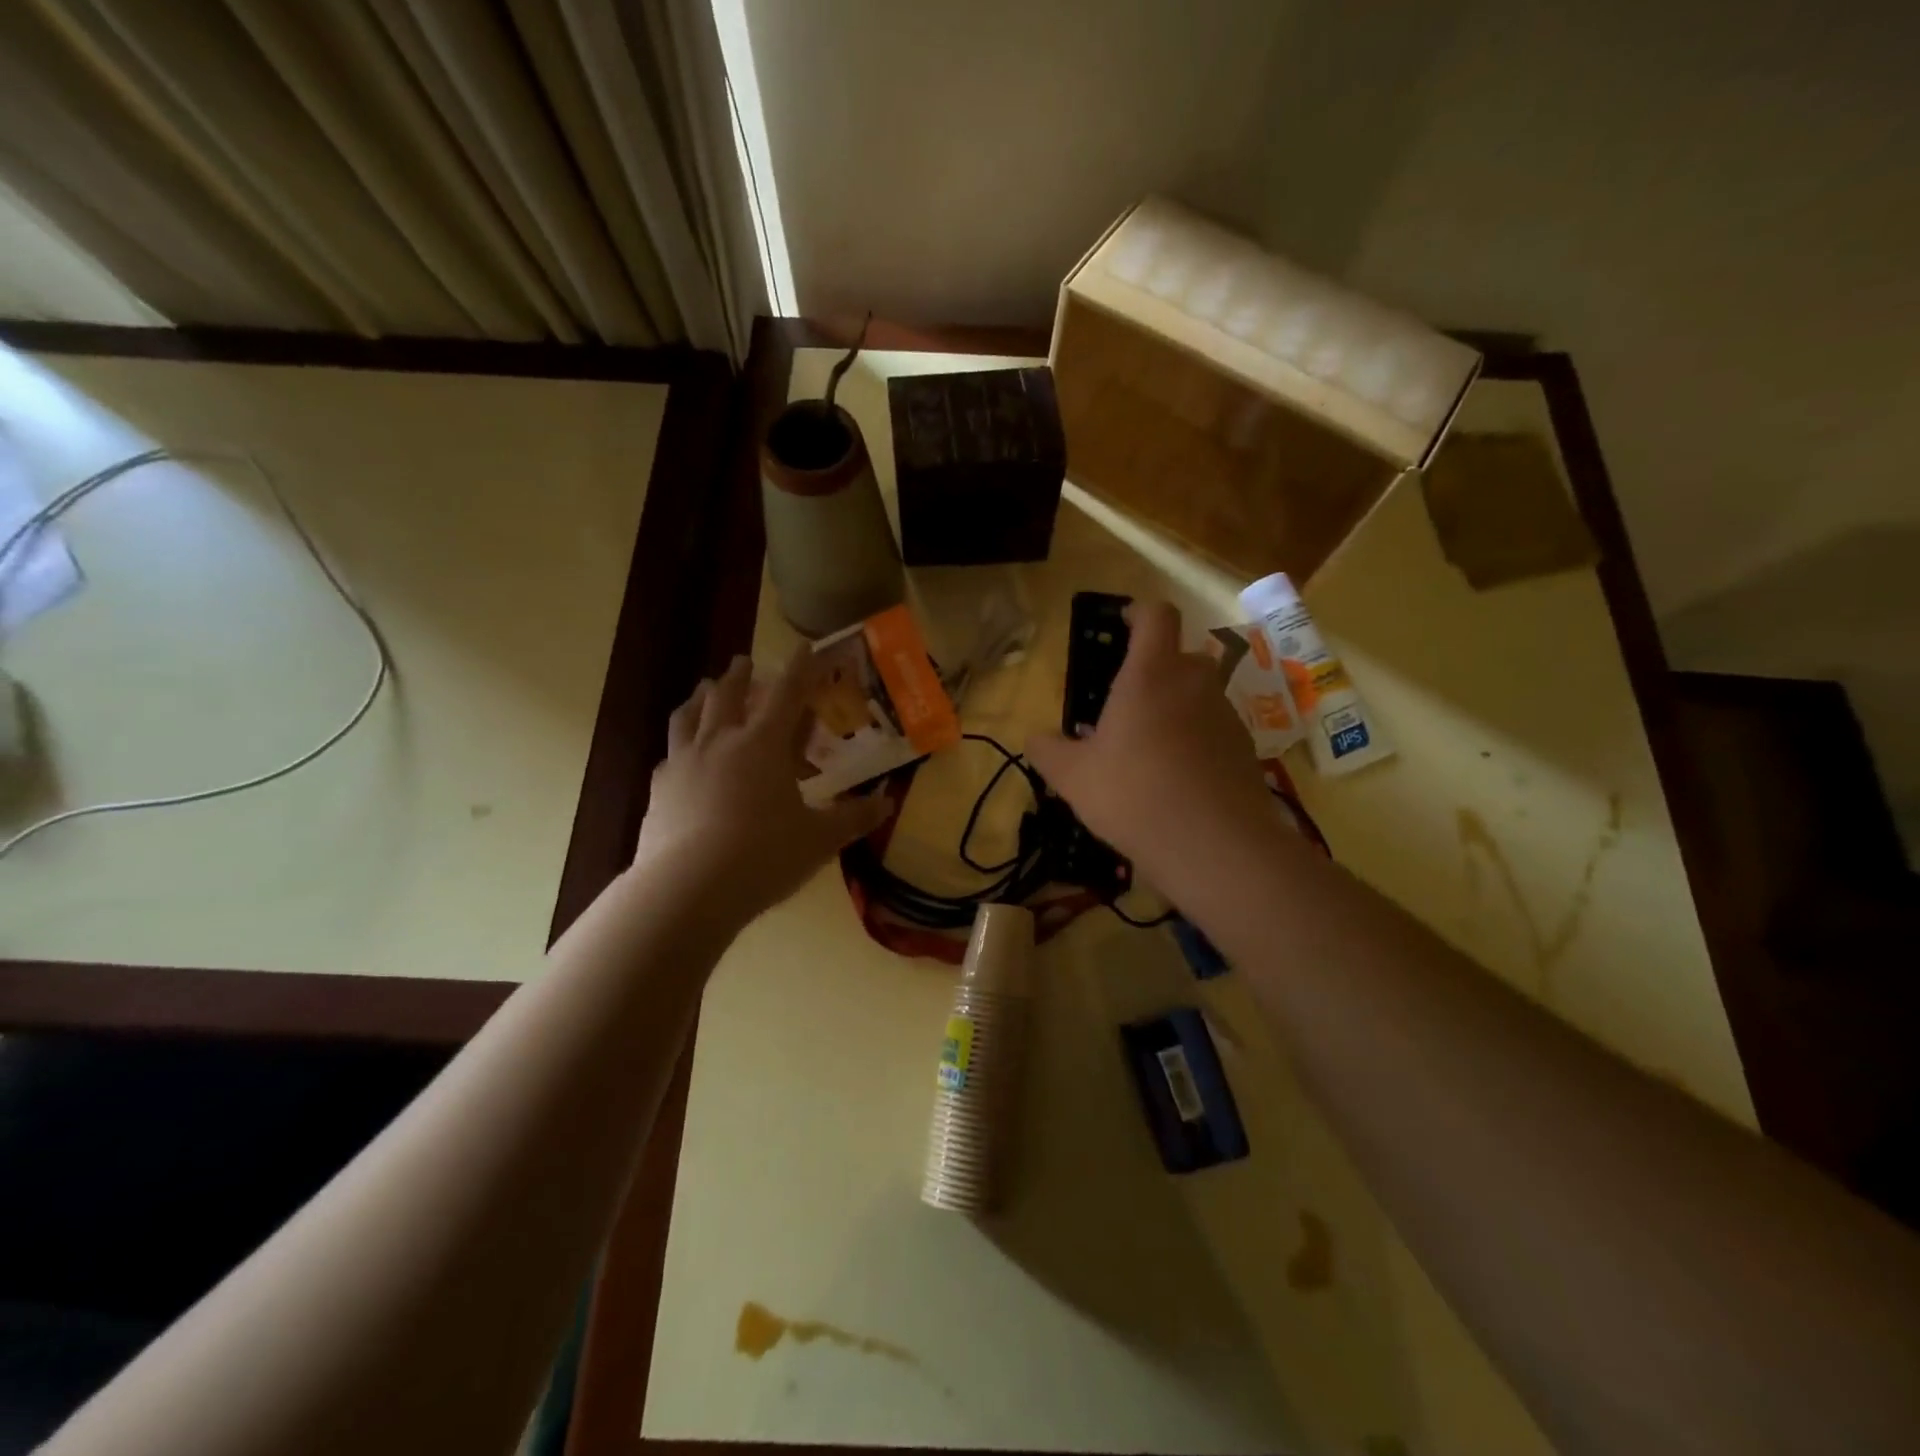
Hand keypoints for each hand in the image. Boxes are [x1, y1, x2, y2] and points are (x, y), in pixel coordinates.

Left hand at [635, 650, 888, 924]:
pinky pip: (669, 755)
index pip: (788, 694)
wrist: (688, 890)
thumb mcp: (819, 839)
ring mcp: (684, 763)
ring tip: (704, 689)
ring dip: (701, 697)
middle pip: (729, 694)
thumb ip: (854, 818)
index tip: (804, 646)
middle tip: (744, 661)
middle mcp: (720, 742)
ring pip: (688, 715)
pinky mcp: (660, 790)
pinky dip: (680, 745)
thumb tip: (887, 803)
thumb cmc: (764, 855)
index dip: (800, 668)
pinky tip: (679, 757)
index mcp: (763, 744)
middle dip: (741, 674)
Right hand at [1026, 601, 1270, 876]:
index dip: (1138, 612)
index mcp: (1150, 675)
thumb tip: (1036, 739)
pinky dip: (1196, 740)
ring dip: (1175, 709)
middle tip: (1125, 705)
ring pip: (1197, 695)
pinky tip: (1177, 779)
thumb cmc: (1134, 795)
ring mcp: (1225, 714)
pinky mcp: (1244, 748)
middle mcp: (1194, 683)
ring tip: (1149, 750)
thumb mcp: (1072, 777)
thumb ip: (1048, 751)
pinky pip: (1214, 729)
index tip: (1122, 625)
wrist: (1214, 846)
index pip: (1155, 615)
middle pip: (1178, 656)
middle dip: (1153, 671)